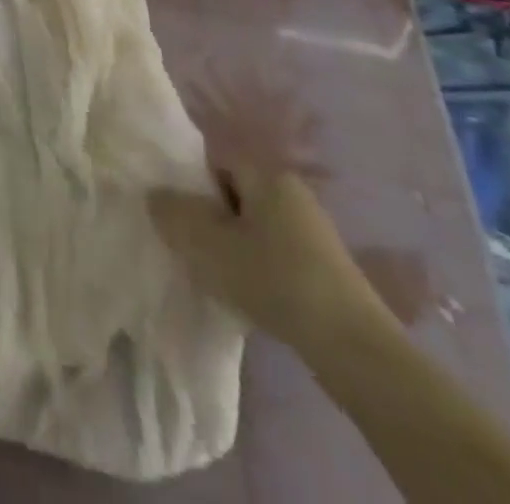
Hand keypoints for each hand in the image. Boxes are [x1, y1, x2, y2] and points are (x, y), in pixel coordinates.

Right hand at [149, 167, 389, 352]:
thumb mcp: (207, 245)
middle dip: (211, 217)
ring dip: (233, 245)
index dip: (191, 183)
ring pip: (255, 227)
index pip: (217, 161)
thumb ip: (173, 214)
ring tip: (216, 273)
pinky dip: (258, 268)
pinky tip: (249, 294)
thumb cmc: (273, 279)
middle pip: (235, 194)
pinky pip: (276, 254)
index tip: (177, 213)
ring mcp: (314, 232)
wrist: (353, 348)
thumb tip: (155, 195)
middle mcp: (293, 193)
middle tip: (191, 245)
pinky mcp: (327, 269)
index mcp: (268, 175)